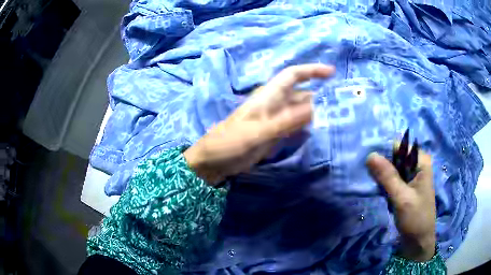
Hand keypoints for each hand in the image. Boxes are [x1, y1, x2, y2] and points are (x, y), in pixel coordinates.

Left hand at [184, 64, 334, 184]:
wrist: (213, 161)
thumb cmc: (229, 143)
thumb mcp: (257, 132)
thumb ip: (285, 121)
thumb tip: (314, 108)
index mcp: (268, 97)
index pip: (292, 76)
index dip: (312, 71)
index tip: (332, 73)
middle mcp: (274, 105)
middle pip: (301, 95)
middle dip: (321, 97)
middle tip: (343, 106)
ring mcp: (275, 121)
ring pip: (300, 112)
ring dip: (317, 114)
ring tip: (337, 120)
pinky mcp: (274, 135)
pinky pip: (295, 127)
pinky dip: (307, 128)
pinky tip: (319, 133)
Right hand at [366, 150, 435, 261]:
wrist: (419, 242)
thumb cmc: (415, 219)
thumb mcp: (402, 198)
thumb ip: (387, 176)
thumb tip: (370, 155)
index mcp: (421, 161)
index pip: (400, 146)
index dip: (384, 152)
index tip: (369, 162)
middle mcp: (417, 165)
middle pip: (395, 156)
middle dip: (382, 164)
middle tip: (368, 174)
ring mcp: (411, 177)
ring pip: (392, 168)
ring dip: (381, 174)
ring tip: (370, 182)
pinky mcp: (406, 187)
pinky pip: (392, 179)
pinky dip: (384, 183)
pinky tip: (376, 188)